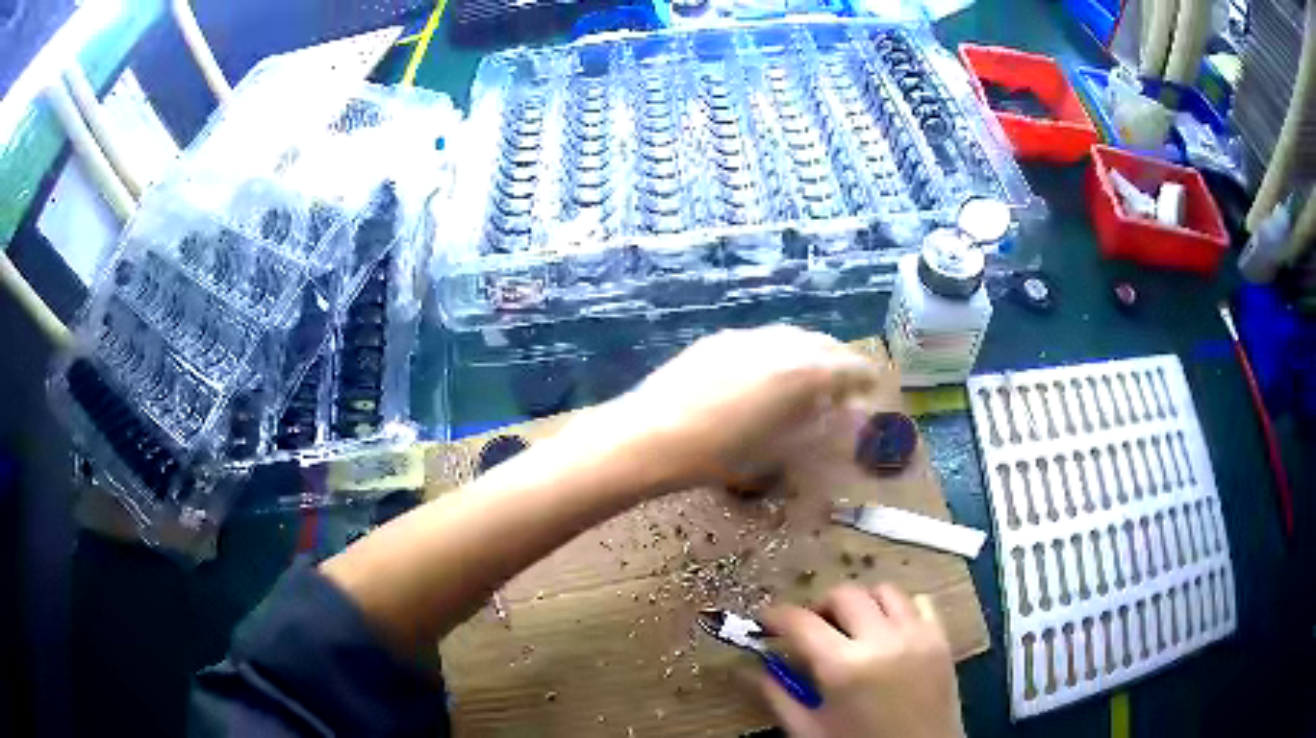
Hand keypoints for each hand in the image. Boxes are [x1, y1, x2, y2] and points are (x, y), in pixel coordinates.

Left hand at [594, 325, 881, 490]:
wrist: (650, 436)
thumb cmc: (719, 456)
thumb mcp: (778, 451)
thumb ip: (816, 430)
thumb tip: (841, 420)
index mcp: (805, 372)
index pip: (853, 366)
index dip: (866, 380)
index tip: (871, 392)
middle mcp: (782, 343)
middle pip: (825, 344)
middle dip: (839, 363)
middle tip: (841, 389)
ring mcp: (748, 336)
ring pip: (793, 337)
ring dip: (808, 355)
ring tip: (803, 382)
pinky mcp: (720, 339)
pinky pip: (763, 340)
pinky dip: (777, 354)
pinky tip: (762, 378)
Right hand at [758, 584, 964, 737]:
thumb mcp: (809, 731)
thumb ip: (779, 696)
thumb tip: (755, 667)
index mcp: (844, 667)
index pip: (801, 622)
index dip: (776, 616)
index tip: (766, 622)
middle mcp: (882, 640)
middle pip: (844, 594)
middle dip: (820, 606)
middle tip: (812, 629)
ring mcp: (917, 635)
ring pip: (884, 591)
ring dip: (862, 604)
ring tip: (853, 628)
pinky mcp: (942, 638)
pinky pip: (919, 602)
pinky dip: (900, 609)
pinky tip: (889, 632)